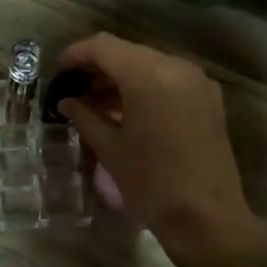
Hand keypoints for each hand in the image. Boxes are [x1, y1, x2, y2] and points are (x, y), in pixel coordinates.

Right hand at [53, 34, 263, 261]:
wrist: (207, 219)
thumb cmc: (151, 184)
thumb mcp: (111, 149)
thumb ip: (85, 117)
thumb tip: (67, 101)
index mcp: (149, 76)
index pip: (104, 47)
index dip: (76, 54)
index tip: (58, 71)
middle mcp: (176, 68)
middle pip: (128, 52)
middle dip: (98, 65)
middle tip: (73, 87)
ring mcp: (197, 82)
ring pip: (149, 64)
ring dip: (121, 76)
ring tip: (94, 100)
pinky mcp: (208, 99)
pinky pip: (169, 79)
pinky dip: (144, 86)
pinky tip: (126, 109)